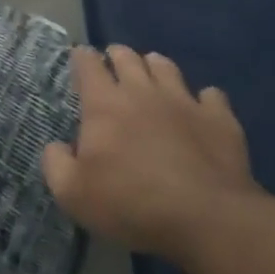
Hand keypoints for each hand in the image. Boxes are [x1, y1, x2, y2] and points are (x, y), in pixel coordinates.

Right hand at [43, 45, 258, 262]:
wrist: (206, 217)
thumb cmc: (132, 204)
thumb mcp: (74, 195)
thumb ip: (56, 165)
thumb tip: (56, 147)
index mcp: (104, 104)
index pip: (88, 64)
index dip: (82, 58)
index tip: (80, 59)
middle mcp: (142, 90)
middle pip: (127, 56)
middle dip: (117, 56)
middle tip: (114, 66)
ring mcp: (184, 100)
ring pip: (165, 66)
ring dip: (155, 67)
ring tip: (152, 77)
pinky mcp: (218, 117)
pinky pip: (210, 94)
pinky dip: (203, 99)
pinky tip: (201, 110)